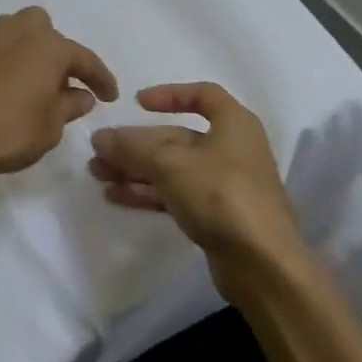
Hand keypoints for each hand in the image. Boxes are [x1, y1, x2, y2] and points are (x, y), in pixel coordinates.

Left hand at [0, 7, 117, 179]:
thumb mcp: (50, 127)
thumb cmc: (7, 130)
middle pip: (44, 28)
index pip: (84, 58)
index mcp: (48, 46)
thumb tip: (81, 94)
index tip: (111, 97)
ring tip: (31, 83)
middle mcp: (17, 32)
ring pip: (15, 33)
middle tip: (62, 81)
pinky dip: (3, 64)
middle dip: (57, 50)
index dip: (101, 78)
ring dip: (28, 52)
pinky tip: (1, 90)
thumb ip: (69, 106)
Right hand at [89, 81, 311, 298]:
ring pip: (172, 168)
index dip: (169, 94)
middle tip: (99, 151)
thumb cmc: (222, 196)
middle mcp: (232, 149)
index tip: (137, 103)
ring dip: (135, 169)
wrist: (263, 266)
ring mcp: (224, 185)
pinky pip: (175, 194)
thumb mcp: (171, 164)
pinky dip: (148, 193)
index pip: (202, 95)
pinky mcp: (216, 216)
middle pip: (177, 137)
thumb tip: (99, 137)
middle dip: (136, 144)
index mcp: (234, 124)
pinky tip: (115, 196)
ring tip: (98, 175)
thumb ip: (132, 148)